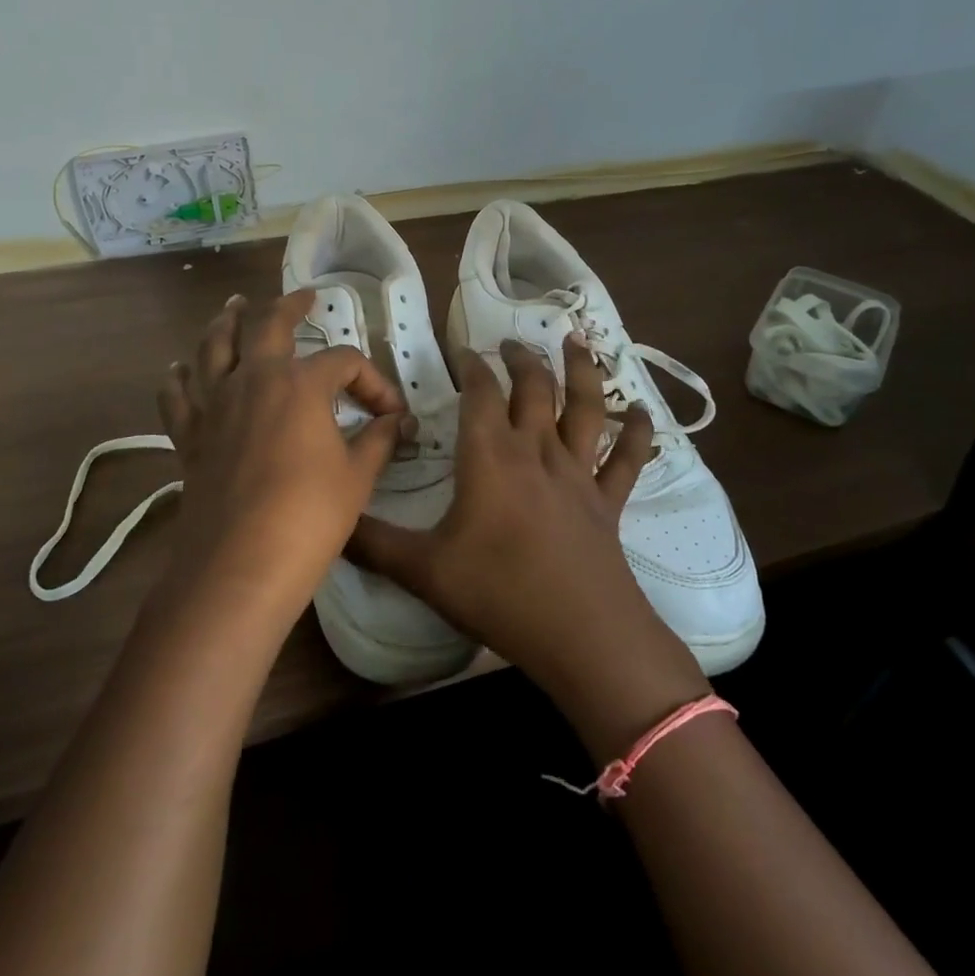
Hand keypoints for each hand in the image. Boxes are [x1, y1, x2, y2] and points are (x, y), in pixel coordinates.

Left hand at [157, 289, 408, 615]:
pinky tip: (178, 370)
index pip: (344, 362)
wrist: (240, 565)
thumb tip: (398, 422)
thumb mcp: (357, 477)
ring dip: (225, 323)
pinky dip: (178, 378)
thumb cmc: (309, 517)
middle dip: (288, 306)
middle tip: (302, 297)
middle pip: (266, 325)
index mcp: (300, 384)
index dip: (372, 380)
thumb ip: (378, 440)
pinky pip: (177, 396)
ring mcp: (215, 405)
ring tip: (233, 307)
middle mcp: (253, 380)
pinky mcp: (189, 436)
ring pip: (213, 348)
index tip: (388, 412)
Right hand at [349, 335, 707, 749]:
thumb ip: (372, 543)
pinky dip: (637, 433)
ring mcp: (578, 473)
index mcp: (490, 457)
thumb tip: (331, 522)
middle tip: (511, 344)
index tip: (462, 348)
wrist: (582, 633)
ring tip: (578, 341)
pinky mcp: (608, 500)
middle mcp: (536, 451)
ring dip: (581, 371)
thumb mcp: (423, 570)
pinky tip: (643, 412)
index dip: (471, 365)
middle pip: (533, 388)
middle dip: (521, 360)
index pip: (479, 393)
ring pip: (584, 407)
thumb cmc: (499, 593)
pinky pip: (627, 459)